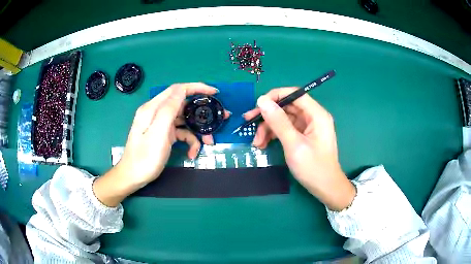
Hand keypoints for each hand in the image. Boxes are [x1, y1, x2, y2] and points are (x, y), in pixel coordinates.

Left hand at [93, 83, 228, 206]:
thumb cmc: (144, 157)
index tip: (214, 93)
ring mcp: (161, 124)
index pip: (177, 90)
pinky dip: (189, 141)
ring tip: (209, 142)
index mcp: (153, 108)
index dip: (196, 88)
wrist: (133, 177)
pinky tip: (192, 153)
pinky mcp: (164, 135)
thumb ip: (169, 109)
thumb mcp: (157, 133)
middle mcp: (157, 113)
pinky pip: (181, 133)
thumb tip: (182, 89)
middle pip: (183, 105)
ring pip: (184, 120)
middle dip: (201, 112)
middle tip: (220, 118)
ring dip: (198, 130)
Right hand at [244, 88, 355, 210]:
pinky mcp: (303, 136)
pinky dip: (274, 135)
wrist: (325, 188)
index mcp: (316, 114)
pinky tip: (263, 145)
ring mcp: (307, 127)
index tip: (257, 105)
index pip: (294, 94)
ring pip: (283, 119)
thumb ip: (278, 122)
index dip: (275, 96)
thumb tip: (262, 100)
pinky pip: (285, 129)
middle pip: (287, 107)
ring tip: (257, 143)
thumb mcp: (294, 144)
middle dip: (268, 115)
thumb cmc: (313, 167)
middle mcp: (313, 117)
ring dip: (268, 128)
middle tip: (249, 123)